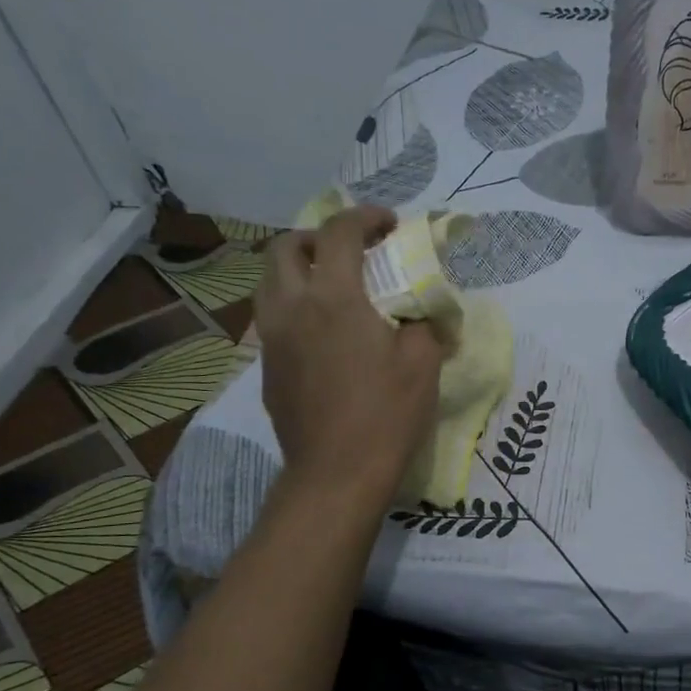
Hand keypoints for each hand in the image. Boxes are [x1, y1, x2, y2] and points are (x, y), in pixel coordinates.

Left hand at [253, 205, 443, 508]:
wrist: (336, 473)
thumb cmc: (386, 415)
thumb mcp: (423, 363)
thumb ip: (423, 322)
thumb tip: (419, 312)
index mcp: (333, 298)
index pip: (339, 232)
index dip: (365, 217)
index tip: (389, 224)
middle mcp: (292, 307)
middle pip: (286, 247)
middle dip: (318, 236)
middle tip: (352, 252)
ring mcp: (272, 338)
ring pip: (270, 281)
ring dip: (300, 269)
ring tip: (334, 288)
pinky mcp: (267, 367)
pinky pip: (274, 317)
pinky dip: (295, 305)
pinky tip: (324, 333)